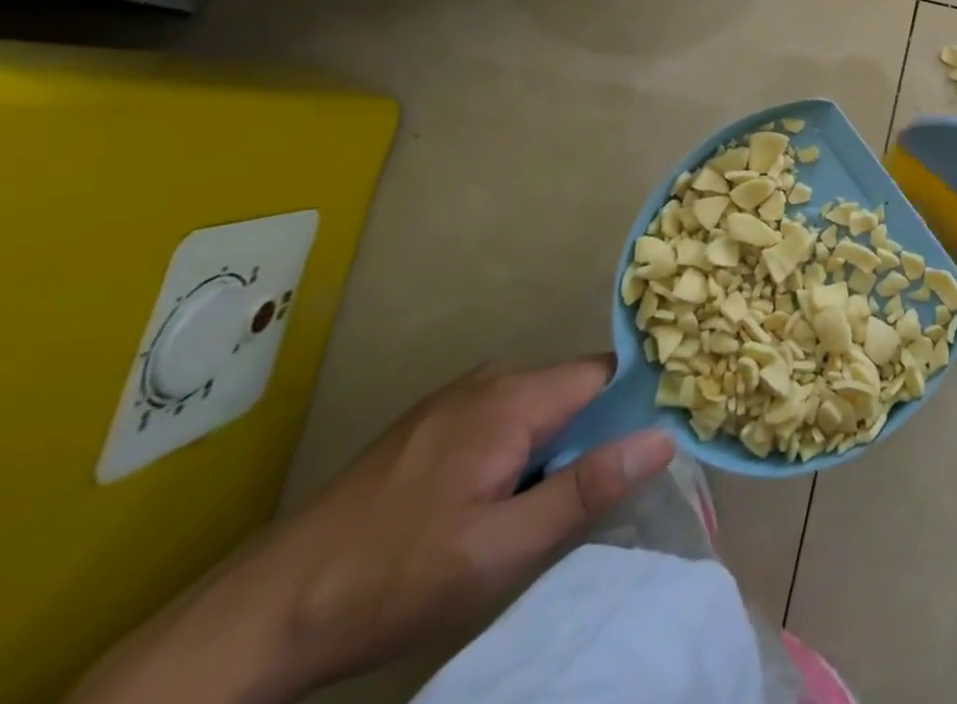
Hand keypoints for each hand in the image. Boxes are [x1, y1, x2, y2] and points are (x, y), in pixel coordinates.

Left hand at [69, 358, 674, 703]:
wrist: (260, 616)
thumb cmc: (394, 579)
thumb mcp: (502, 548)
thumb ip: (587, 488)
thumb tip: (664, 437)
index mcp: (513, 396)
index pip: (607, 374)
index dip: (633, 407)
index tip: (645, 449)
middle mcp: (489, 378)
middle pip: (574, 388)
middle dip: (592, 434)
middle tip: (586, 496)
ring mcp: (455, 397)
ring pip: (539, 404)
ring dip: (554, 444)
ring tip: (539, 505)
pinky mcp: (430, 422)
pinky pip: (503, 415)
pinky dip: (518, 446)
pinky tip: (492, 499)